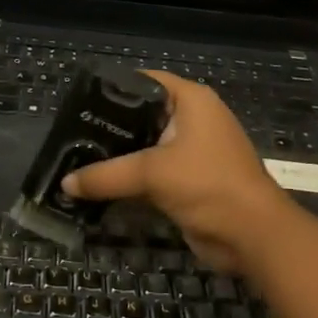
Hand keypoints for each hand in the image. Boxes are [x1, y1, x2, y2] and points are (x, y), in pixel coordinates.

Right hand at [61, 72, 292, 273]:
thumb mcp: (152, 174)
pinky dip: (130, 178)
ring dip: (118, 156)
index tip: (80, 101)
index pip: (145, 81)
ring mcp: (192, 151)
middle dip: (110, 126)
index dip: (113, 88)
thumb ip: (106, 175)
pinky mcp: (189, 180)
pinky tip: (100, 184)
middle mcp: (193, 120)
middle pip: (142, 114)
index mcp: (191, 101)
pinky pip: (152, 172)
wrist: (252, 235)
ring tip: (78, 159)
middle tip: (72, 135)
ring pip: (146, 146)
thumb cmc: (207, 185)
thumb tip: (64, 182)